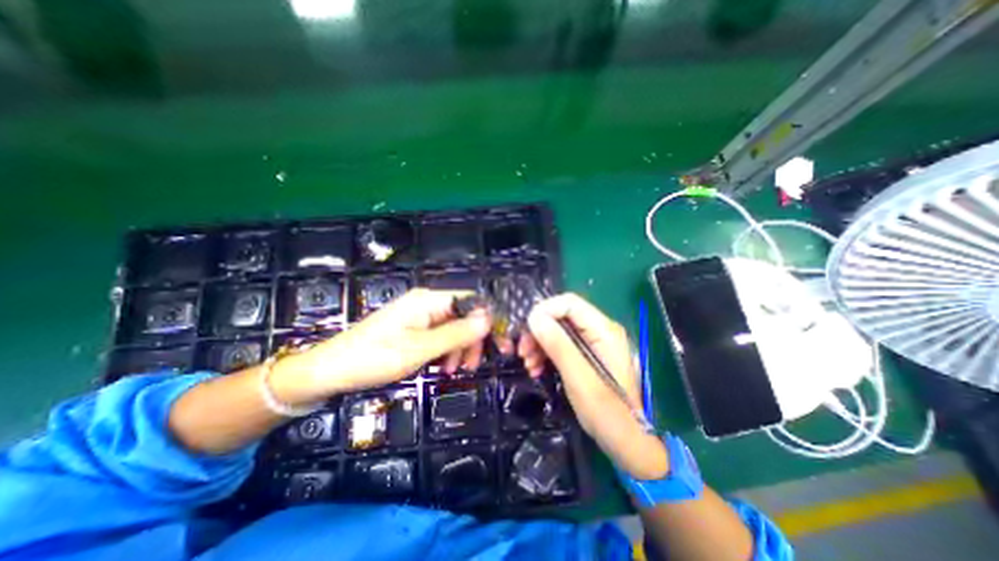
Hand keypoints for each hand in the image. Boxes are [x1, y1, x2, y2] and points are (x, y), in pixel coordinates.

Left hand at [270, 289, 490, 406]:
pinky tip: (441, 366)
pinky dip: (445, 350)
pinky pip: (439, 334)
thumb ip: (456, 334)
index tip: (501, 344)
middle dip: (473, 339)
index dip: (489, 320)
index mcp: (429, 300)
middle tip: (474, 365)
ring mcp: (419, 315)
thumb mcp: (420, 349)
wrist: (330, 370)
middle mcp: (427, 302)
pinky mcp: (413, 327)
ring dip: (459, 347)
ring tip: (455, 370)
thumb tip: (489, 318)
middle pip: (464, 315)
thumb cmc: (374, 358)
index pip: (471, 301)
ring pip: (453, 327)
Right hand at [514, 291, 669, 478]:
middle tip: (522, 350)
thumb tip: (534, 317)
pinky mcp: (585, 356)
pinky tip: (536, 369)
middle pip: (561, 317)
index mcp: (604, 330)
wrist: (625, 441)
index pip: (569, 303)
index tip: (526, 329)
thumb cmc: (606, 411)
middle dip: (539, 331)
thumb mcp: (578, 377)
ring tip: (528, 364)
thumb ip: (558, 344)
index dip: (545, 310)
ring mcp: (593, 343)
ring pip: (558, 331)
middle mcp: (599, 331)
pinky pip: (561, 346)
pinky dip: (546, 354)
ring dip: (539, 344)